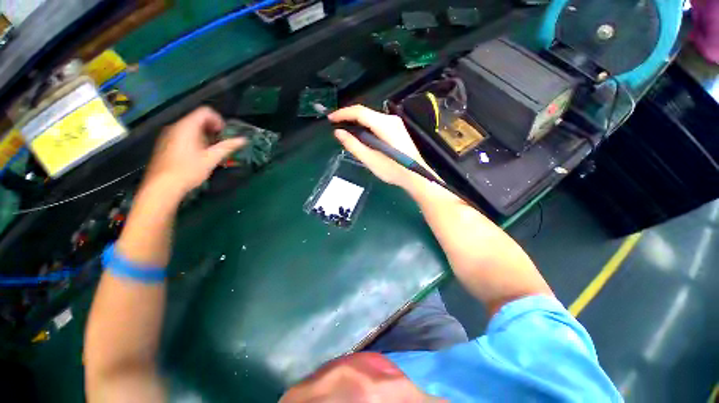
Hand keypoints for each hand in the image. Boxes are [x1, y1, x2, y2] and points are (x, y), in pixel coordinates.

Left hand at [142, 106, 245, 197]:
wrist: (162, 186)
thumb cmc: (188, 170)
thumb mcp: (211, 158)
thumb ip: (227, 146)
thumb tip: (243, 139)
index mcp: (187, 126)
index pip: (205, 111)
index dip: (218, 120)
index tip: (225, 135)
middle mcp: (175, 126)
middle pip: (198, 119)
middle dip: (213, 129)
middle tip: (221, 144)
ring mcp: (168, 135)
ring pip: (191, 128)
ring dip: (205, 136)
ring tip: (212, 151)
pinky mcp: (165, 144)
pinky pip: (183, 135)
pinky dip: (195, 140)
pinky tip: (199, 155)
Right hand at [329, 105, 429, 188]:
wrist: (416, 175)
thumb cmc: (393, 170)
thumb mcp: (370, 160)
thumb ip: (353, 145)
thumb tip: (338, 132)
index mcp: (384, 125)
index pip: (359, 112)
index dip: (343, 113)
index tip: (330, 119)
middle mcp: (390, 119)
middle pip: (365, 112)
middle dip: (348, 117)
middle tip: (335, 125)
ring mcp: (395, 123)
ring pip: (371, 117)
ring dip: (357, 122)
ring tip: (345, 130)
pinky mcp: (397, 128)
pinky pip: (377, 122)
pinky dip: (365, 126)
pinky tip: (360, 134)